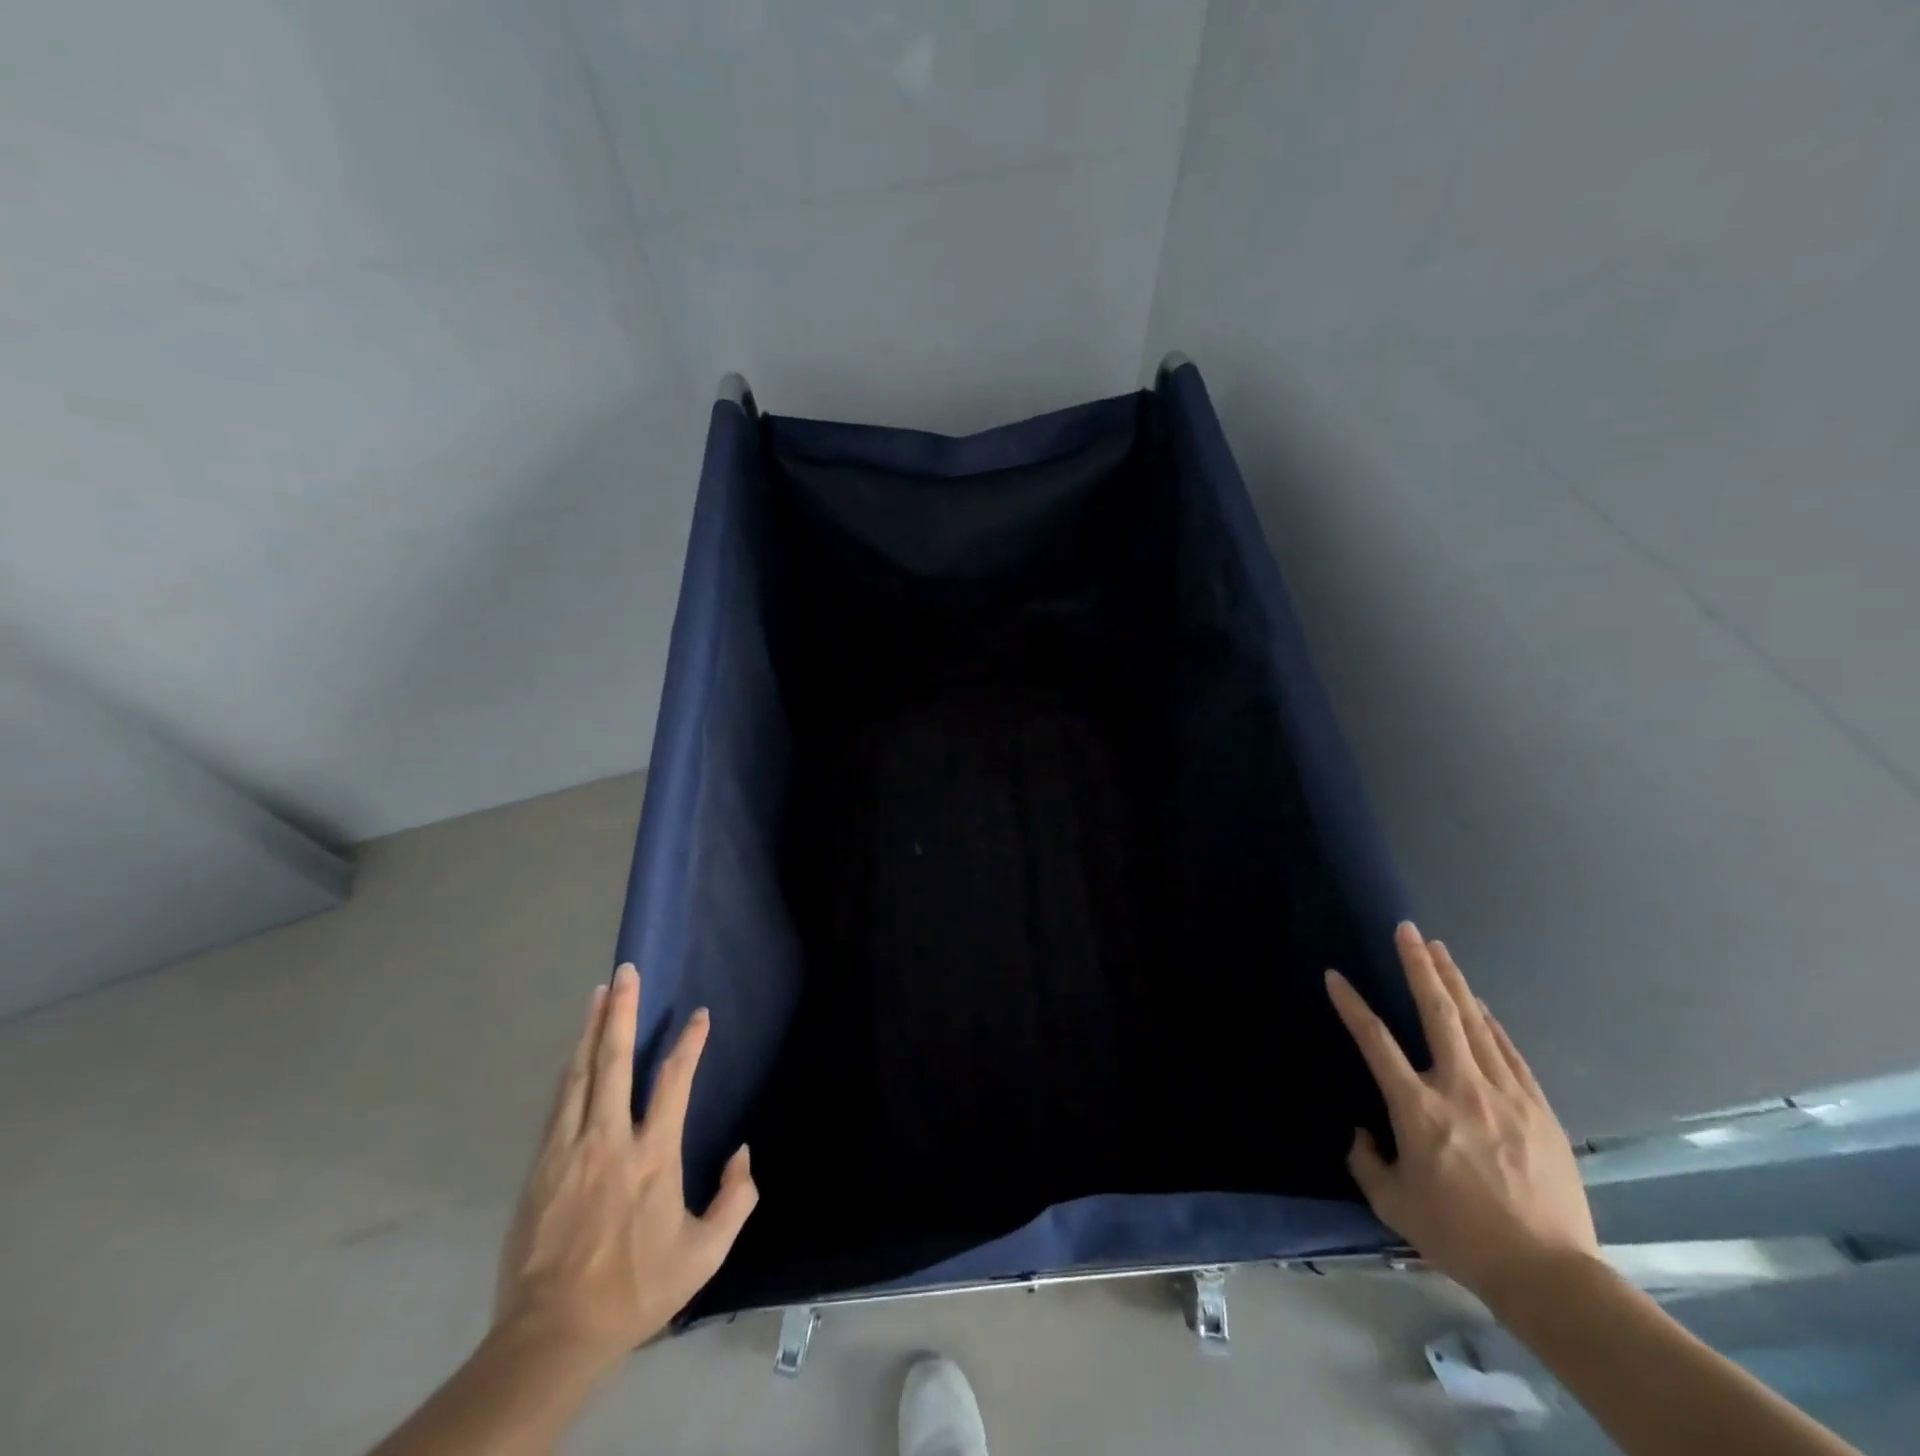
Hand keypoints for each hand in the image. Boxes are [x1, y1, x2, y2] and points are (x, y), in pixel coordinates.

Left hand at [493, 962, 757, 1368]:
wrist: (552, 1335)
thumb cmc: (636, 1289)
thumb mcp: (704, 1255)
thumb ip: (736, 1200)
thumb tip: (743, 1154)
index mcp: (653, 1156)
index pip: (674, 1082)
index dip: (689, 1043)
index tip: (700, 1015)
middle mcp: (610, 1140)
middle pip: (615, 1061)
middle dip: (623, 1012)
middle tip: (626, 972)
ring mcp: (569, 1150)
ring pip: (580, 1074)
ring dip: (591, 1029)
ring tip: (598, 994)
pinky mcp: (540, 1166)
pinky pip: (559, 1103)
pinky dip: (570, 1069)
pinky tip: (574, 1052)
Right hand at [1326, 923, 1599, 1309]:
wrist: (1549, 1274)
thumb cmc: (1459, 1236)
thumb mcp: (1392, 1204)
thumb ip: (1367, 1161)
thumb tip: (1362, 1133)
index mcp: (1418, 1109)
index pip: (1376, 1041)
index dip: (1351, 1005)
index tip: (1335, 976)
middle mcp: (1459, 1088)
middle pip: (1438, 1013)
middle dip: (1419, 967)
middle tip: (1407, 930)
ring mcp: (1504, 1095)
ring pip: (1476, 1024)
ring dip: (1455, 982)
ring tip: (1439, 949)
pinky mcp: (1538, 1109)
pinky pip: (1509, 1053)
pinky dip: (1491, 1024)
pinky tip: (1481, 1006)